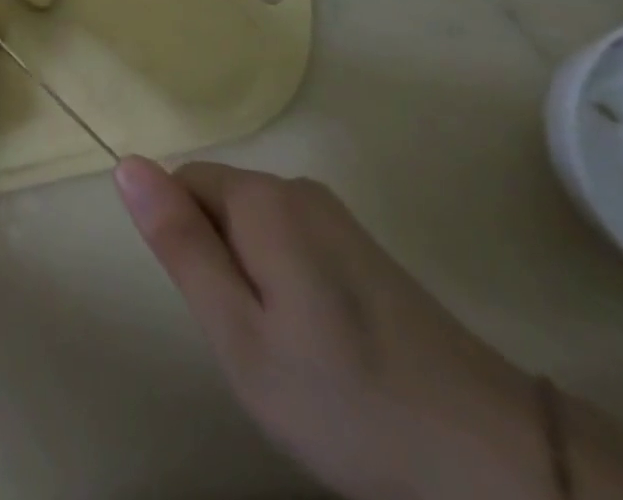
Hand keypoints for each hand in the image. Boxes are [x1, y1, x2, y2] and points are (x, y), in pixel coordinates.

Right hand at [114, 158, 538, 499]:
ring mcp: (337, 216)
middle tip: (256, 340)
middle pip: (220, 203)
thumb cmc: (345, 398)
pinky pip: (293, 244)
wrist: (497, 459)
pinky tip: (327, 348)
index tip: (220, 309)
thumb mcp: (238, 334)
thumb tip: (125, 163)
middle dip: (219, 261)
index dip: (186, 245)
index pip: (182, 183)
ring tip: (292, 351)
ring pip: (255, 228)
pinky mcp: (365, 247)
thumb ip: (179, 243)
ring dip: (253, 277)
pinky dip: (289, 286)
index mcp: (262, 198)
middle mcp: (297, 187)